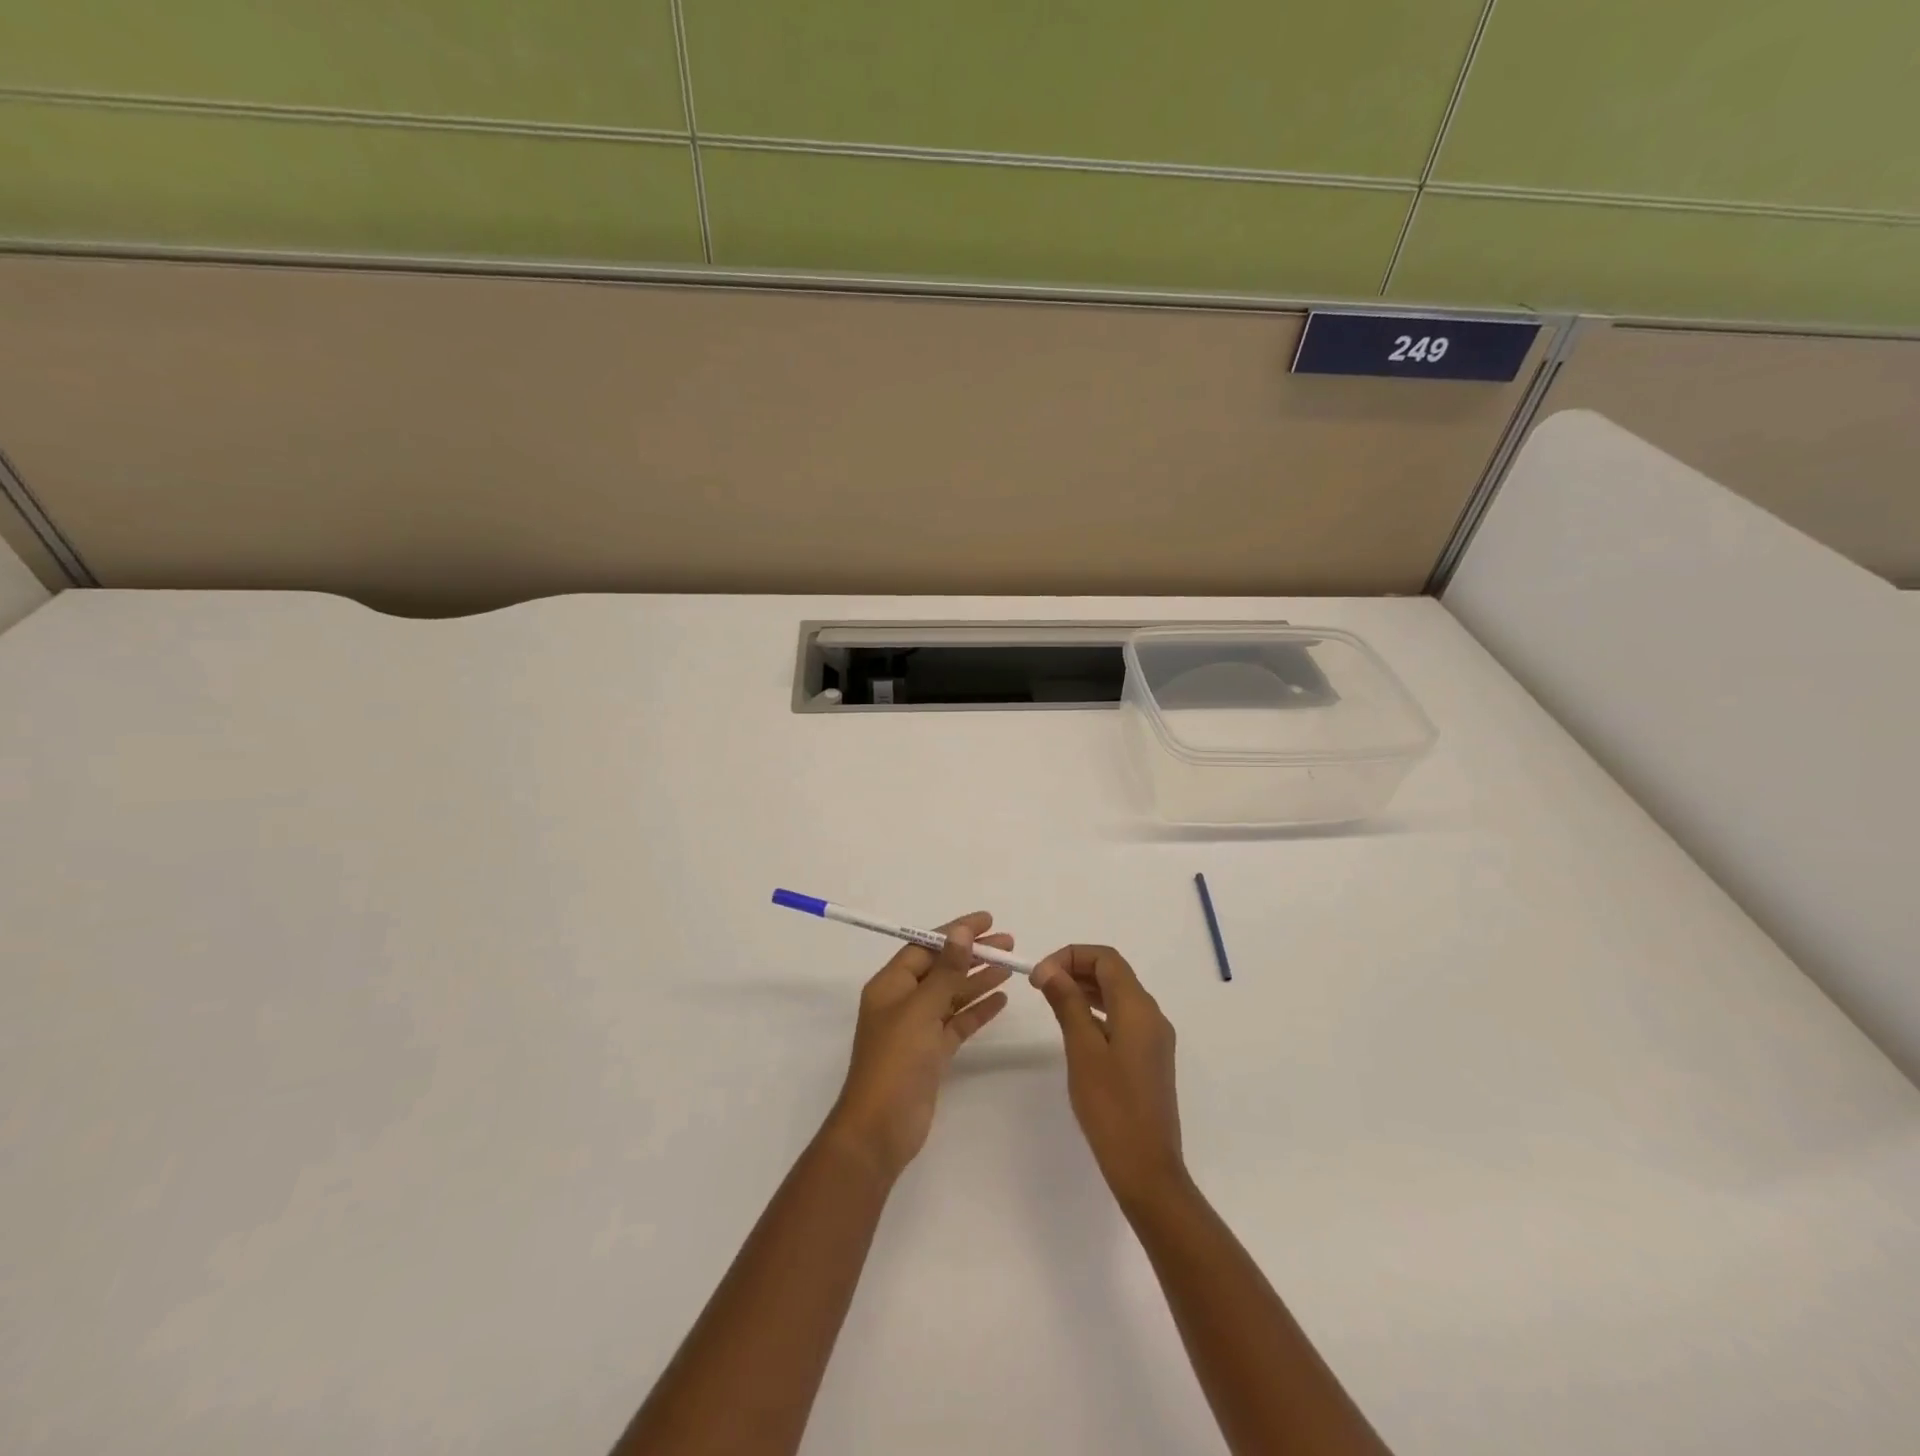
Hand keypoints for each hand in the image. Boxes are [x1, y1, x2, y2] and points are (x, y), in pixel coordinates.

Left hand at [822, 912, 1013, 1181]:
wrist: (881, 1129)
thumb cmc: (896, 1061)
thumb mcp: (922, 1009)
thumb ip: (946, 971)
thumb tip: (960, 931)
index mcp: (891, 985)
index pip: (925, 946)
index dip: (955, 931)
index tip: (986, 921)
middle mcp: (903, 1002)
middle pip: (941, 968)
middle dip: (972, 953)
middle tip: (1007, 942)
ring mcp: (917, 1029)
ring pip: (952, 995)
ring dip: (978, 979)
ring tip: (1010, 966)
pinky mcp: (931, 1054)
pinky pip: (957, 1023)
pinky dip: (977, 1011)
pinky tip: (1001, 999)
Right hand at [1031, 945, 1184, 1208]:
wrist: (1147, 1168)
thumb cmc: (1111, 1107)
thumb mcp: (1082, 1049)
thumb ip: (1067, 1003)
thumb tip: (1048, 968)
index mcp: (1138, 1008)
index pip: (1106, 959)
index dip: (1071, 955)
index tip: (1039, 973)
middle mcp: (1152, 1015)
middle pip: (1114, 973)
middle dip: (1076, 968)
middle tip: (1040, 984)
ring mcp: (1154, 1038)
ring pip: (1119, 995)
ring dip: (1086, 988)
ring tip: (1052, 999)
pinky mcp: (1150, 1057)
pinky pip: (1123, 1017)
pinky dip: (1098, 1010)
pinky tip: (1076, 1026)